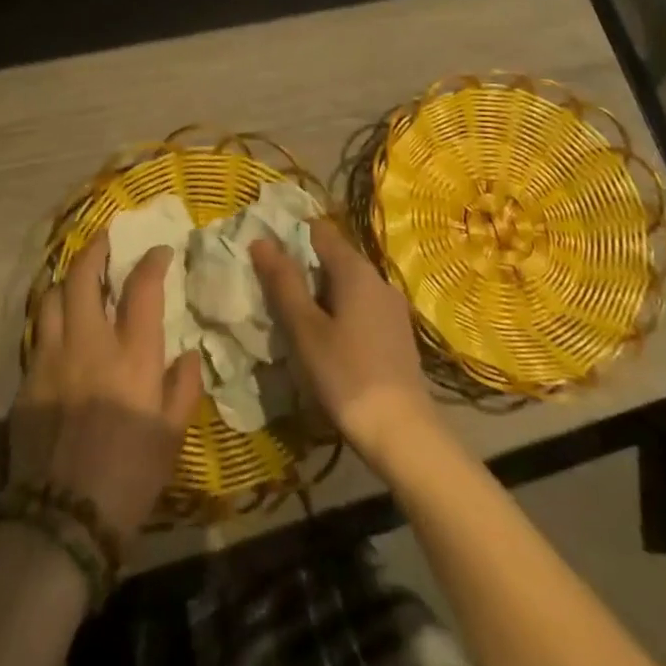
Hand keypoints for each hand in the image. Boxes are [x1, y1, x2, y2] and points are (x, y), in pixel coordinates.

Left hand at [11, 234, 203, 543]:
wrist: (62, 521)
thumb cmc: (129, 477)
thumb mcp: (172, 437)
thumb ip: (183, 388)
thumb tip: (189, 354)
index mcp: (131, 354)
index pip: (142, 287)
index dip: (152, 260)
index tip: (159, 251)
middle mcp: (88, 343)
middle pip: (83, 276)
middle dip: (95, 249)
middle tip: (105, 239)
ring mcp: (51, 358)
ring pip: (50, 297)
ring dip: (65, 282)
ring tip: (75, 282)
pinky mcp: (26, 381)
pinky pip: (36, 334)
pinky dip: (49, 320)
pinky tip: (57, 330)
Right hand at [252, 221, 438, 471]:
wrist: (403, 434)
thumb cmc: (346, 376)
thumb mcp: (305, 329)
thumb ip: (283, 282)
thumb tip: (261, 241)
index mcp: (355, 270)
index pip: (319, 231)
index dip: (290, 236)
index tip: (265, 255)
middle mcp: (378, 278)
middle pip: (334, 257)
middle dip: (303, 268)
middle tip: (273, 290)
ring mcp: (392, 306)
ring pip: (347, 284)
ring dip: (321, 292)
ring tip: (294, 317)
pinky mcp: (397, 332)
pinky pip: (361, 306)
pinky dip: (339, 311)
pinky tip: (326, 339)